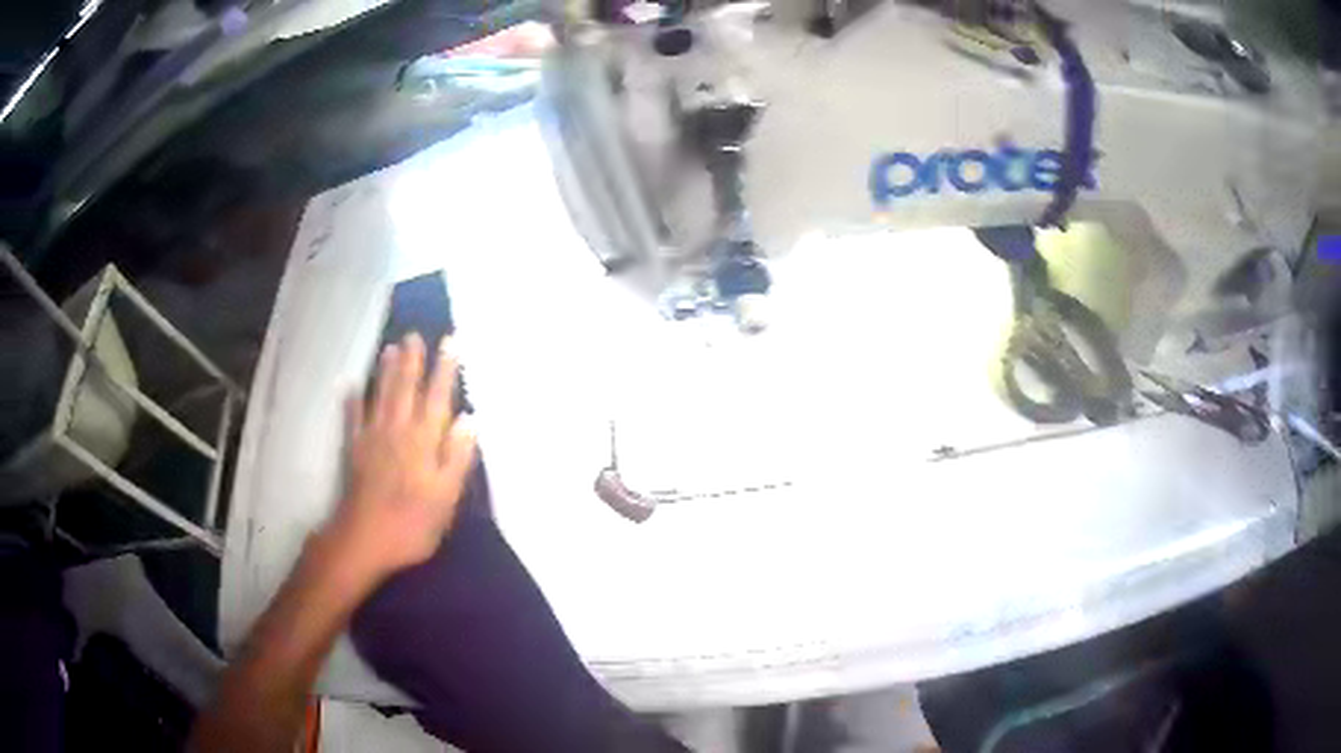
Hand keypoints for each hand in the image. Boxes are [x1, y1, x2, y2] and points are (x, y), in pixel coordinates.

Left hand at [326, 333, 476, 582]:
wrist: (365, 539)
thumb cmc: (412, 522)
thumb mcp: (446, 497)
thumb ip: (456, 457)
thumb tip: (470, 419)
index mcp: (423, 441)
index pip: (436, 398)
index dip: (444, 370)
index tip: (451, 343)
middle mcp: (398, 431)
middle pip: (405, 389)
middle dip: (412, 361)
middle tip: (415, 335)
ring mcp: (373, 438)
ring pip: (381, 397)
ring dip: (386, 372)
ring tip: (390, 348)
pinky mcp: (355, 451)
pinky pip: (354, 418)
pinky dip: (354, 401)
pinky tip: (352, 387)